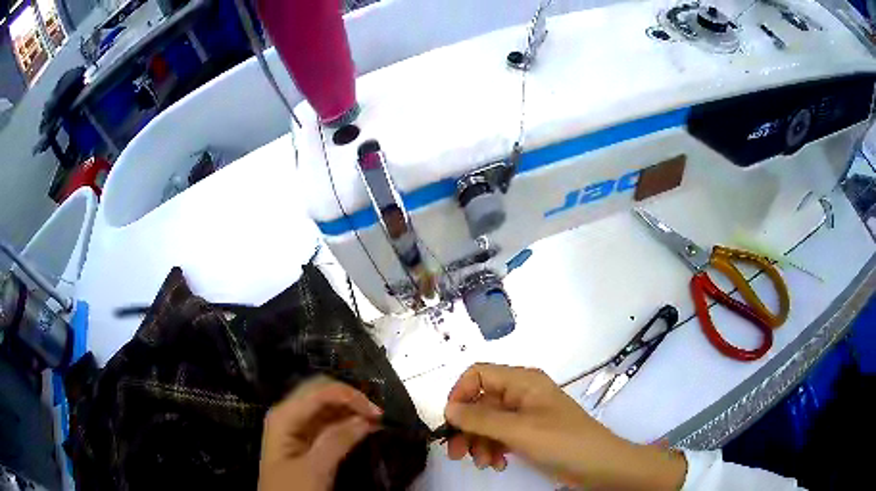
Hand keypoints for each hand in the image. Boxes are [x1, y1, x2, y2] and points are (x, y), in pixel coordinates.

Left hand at [258, 376, 382, 490]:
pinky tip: (363, 428)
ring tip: (376, 421)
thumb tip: (365, 419)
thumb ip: (337, 441)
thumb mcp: (314, 468)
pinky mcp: (306, 441)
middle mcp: (289, 414)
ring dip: (351, 410)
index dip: (350, 396)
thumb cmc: (293, 489)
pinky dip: (347, 422)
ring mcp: (297, 427)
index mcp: (285, 415)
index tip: (377, 413)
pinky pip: (328, 423)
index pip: (320, 390)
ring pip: (327, 407)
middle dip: (351, 399)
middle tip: (378, 415)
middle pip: (322, 392)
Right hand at [444, 363, 685, 489]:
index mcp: (523, 381)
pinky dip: (494, 449)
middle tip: (456, 453)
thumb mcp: (518, 430)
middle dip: (467, 428)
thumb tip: (448, 409)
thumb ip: (480, 419)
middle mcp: (522, 394)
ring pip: (488, 422)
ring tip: (485, 463)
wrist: (599, 464)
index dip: (460, 394)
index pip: (479, 374)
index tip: (451, 421)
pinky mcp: (529, 433)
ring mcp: (526, 415)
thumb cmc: (562, 441)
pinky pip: (500, 436)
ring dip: (480, 443)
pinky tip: (498, 464)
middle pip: (480, 402)